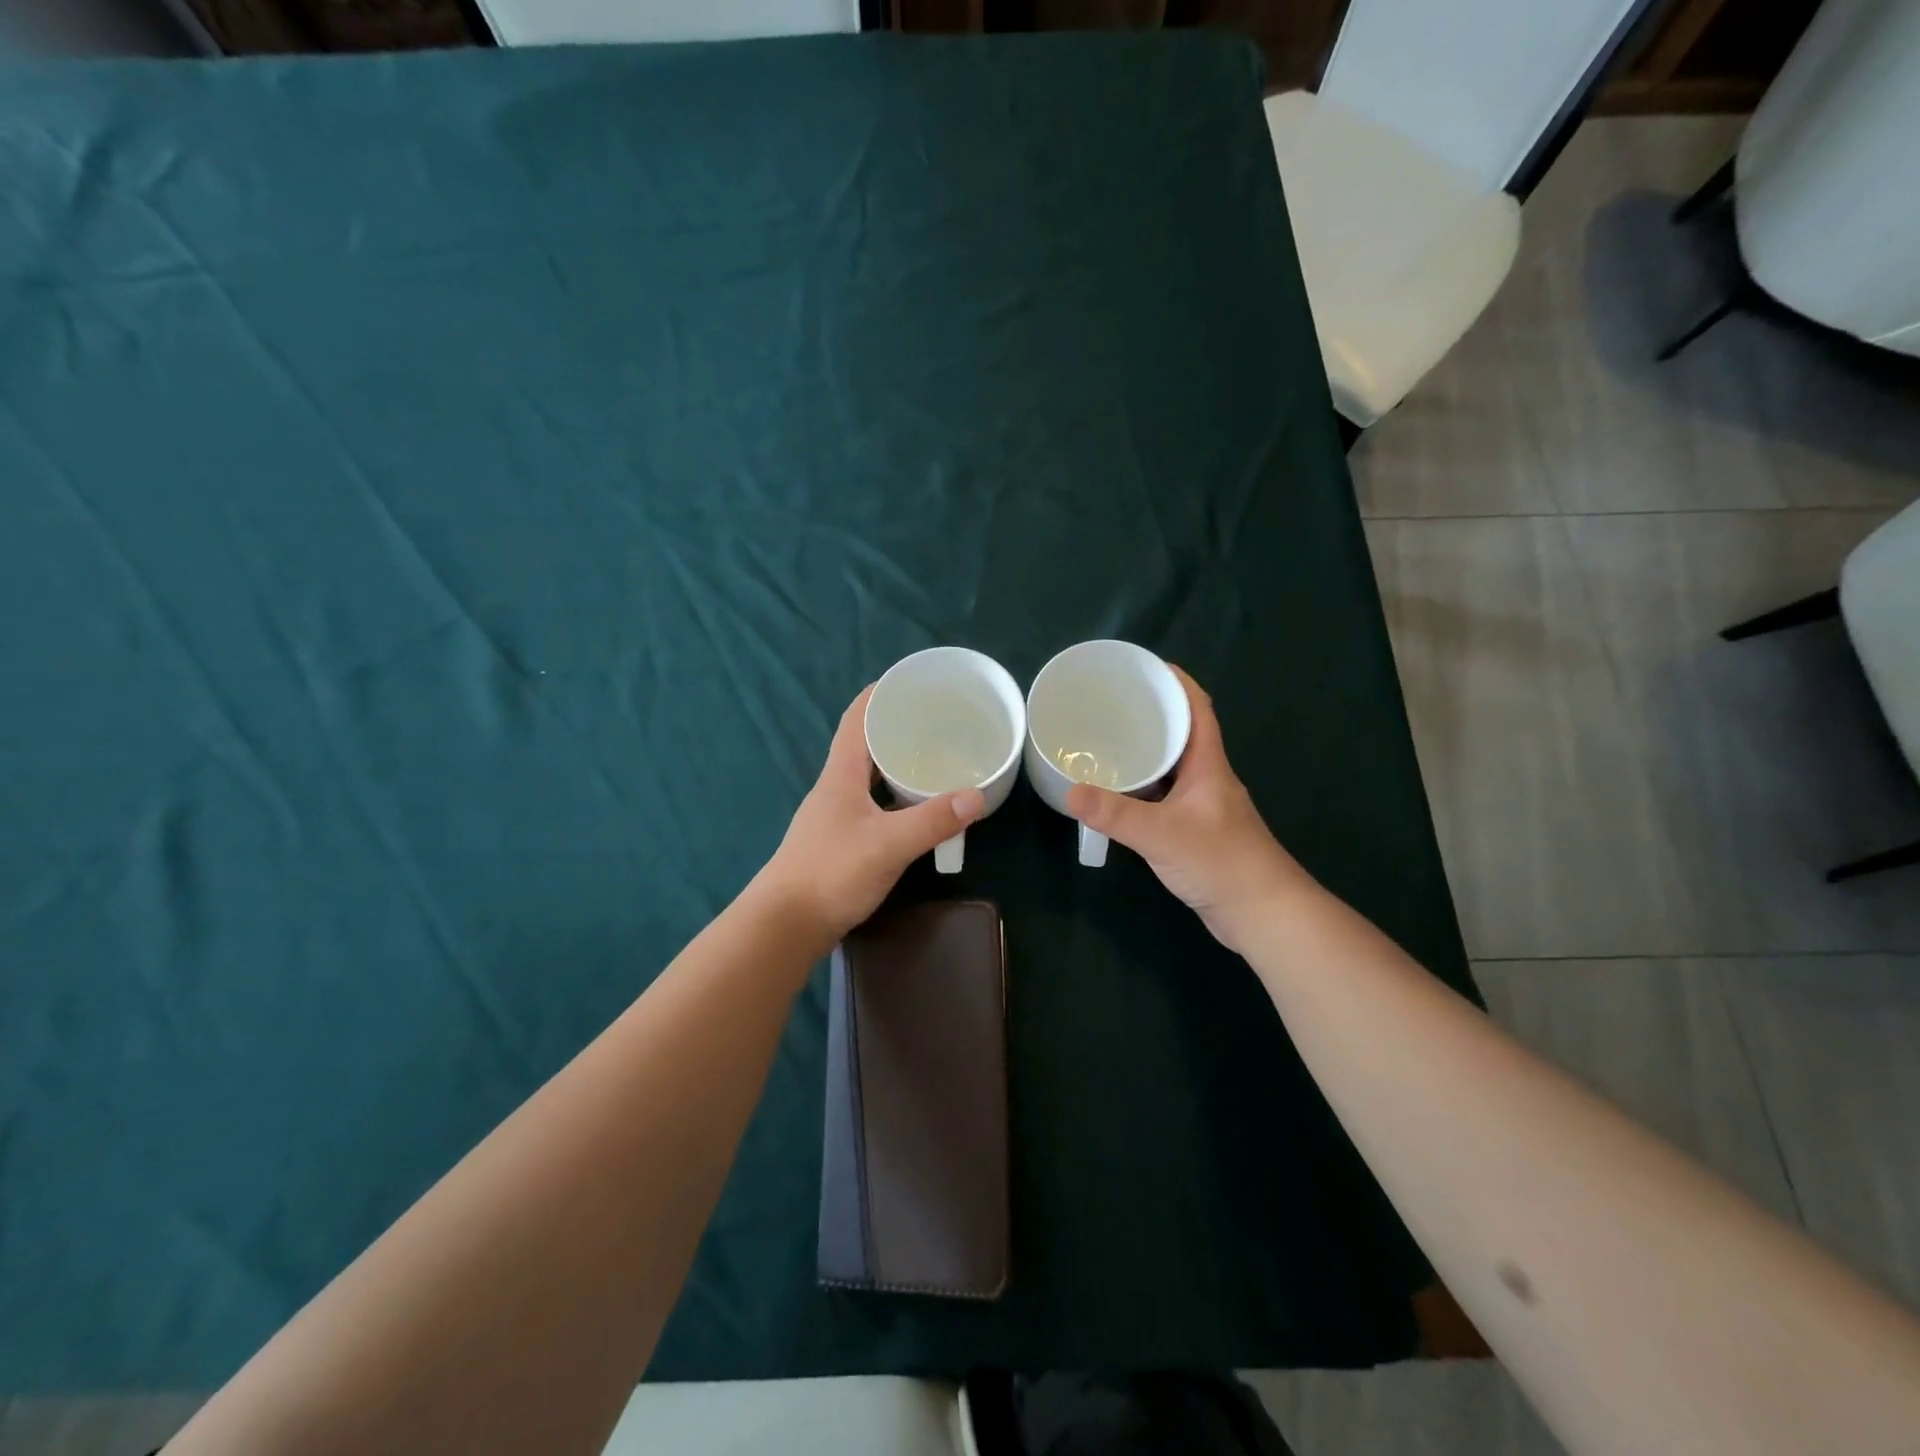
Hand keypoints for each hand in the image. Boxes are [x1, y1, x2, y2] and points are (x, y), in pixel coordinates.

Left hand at [757, 686, 985, 944]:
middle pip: (864, 745)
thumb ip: (932, 820)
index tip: (908, 681)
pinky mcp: (840, 841)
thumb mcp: (888, 844)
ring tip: (934, 759)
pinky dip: (896, 797)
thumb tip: (977, 796)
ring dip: (897, 764)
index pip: (855, 719)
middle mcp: (835, 788)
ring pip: (870, 777)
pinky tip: (917, 809)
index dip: (878, 695)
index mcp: (841, 775)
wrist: (786, 925)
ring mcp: (835, 816)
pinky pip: (873, 804)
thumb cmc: (831, 873)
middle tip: (937, 722)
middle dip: (897, 728)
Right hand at [1067, 667, 1312, 954]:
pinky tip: (1119, 795)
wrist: (1261, 913)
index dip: (1176, 682)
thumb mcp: (1162, 834)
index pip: (1197, 708)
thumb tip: (1070, 791)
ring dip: (1146, 753)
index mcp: (1209, 764)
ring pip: (1172, 767)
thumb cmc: (1221, 862)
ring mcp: (1203, 805)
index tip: (1145, 667)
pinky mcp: (1196, 830)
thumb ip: (1116, 814)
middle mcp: (1208, 777)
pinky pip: (1165, 795)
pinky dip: (1143, 788)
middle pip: (1181, 734)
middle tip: (1111, 707)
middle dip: (1151, 715)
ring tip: (1106, 744)